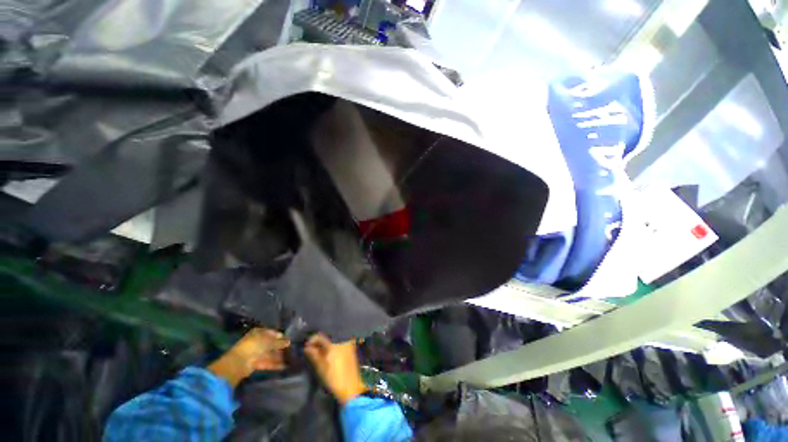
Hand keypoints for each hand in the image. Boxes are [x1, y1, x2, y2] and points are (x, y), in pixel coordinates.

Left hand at [208, 328, 289, 387]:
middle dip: (280, 347)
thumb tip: (289, 341)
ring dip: (278, 356)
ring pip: (269, 354)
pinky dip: (275, 364)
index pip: (272, 333)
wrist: (239, 362)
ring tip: (290, 358)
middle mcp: (257, 342)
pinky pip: (267, 362)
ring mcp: (256, 353)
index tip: (289, 339)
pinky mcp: (255, 363)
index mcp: (259, 333)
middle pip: (271, 344)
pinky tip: (284, 366)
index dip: (280, 336)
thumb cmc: (255, 345)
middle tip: (291, 349)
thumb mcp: (270, 341)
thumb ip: (280, 342)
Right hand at [305, 333, 366, 404]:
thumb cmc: (334, 378)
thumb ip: (314, 355)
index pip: (320, 336)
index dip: (312, 340)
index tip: (306, 346)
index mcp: (335, 344)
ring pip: (334, 338)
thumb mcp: (321, 367)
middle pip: (328, 335)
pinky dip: (333, 344)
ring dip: (326, 342)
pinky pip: (340, 341)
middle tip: (312, 347)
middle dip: (319, 340)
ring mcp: (348, 343)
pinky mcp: (351, 347)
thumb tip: (307, 347)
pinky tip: (328, 351)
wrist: (350, 387)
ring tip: (319, 349)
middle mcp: (342, 340)